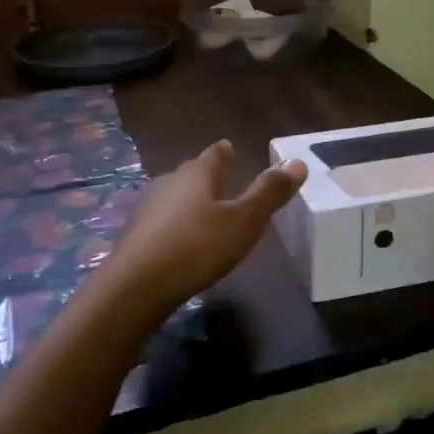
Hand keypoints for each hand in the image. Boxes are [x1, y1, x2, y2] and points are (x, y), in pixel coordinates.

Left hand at [104, 141, 307, 310]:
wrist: (136, 286)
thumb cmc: (197, 247)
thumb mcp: (244, 221)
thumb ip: (269, 193)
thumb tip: (298, 162)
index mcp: (196, 174)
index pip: (214, 154)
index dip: (224, 152)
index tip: (229, 147)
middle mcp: (169, 182)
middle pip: (191, 173)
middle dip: (206, 176)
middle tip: (221, 180)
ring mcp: (147, 208)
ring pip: (174, 196)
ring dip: (189, 201)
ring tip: (204, 211)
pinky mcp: (135, 235)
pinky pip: (162, 221)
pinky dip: (175, 224)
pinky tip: (181, 240)